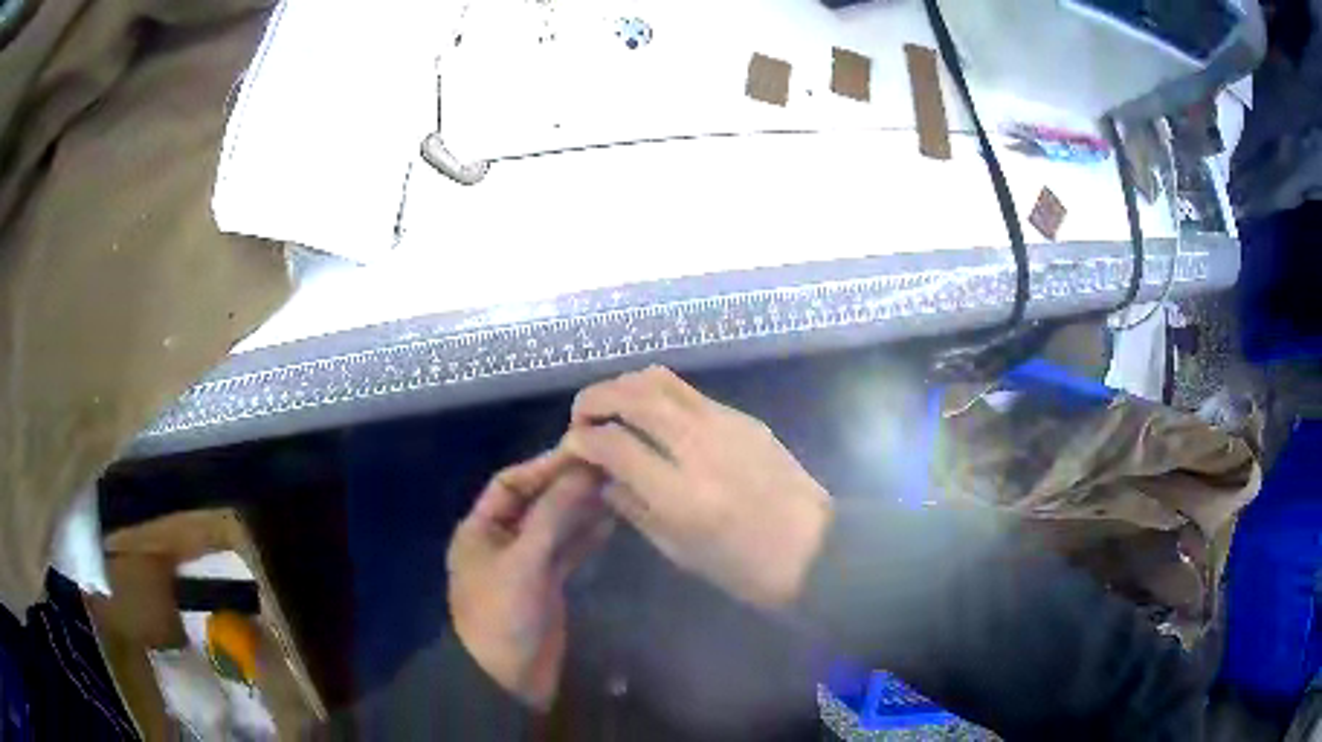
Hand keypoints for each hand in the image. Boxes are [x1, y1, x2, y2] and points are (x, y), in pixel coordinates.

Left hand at [447, 451, 612, 710]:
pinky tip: (611, 522)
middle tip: (607, 466)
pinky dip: (585, 537)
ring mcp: (524, 564)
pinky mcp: (546, 585)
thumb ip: (553, 516)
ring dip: (580, 509)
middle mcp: (500, 541)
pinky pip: (566, 552)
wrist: (507, 679)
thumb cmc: (503, 614)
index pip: (509, 484)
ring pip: (554, 527)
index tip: (581, 451)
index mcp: (479, 530)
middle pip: (535, 503)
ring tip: (616, 488)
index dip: (543, 466)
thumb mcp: (524, 562)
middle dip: (566, 486)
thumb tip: (582, 471)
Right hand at [562, 367, 831, 610]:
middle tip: (582, 418)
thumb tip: (603, 477)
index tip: (572, 446)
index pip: (612, 443)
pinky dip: (659, 395)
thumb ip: (633, 507)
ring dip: (625, 387)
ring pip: (661, 379)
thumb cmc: (744, 567)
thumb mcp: (678, 550)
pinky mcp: (744, 417)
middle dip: (594, 398)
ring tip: (613, 409)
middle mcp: (699, 446)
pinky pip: (690, 392)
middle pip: (632, 395)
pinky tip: (655, 420)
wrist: (815, 550)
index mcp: (680, 493)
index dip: (581, 440)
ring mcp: (726, 424)